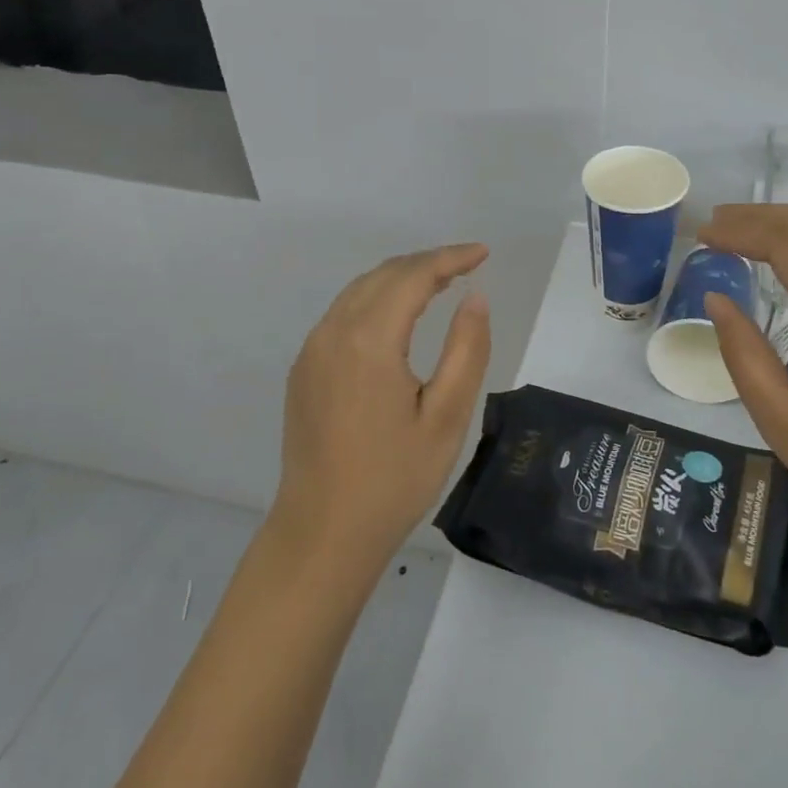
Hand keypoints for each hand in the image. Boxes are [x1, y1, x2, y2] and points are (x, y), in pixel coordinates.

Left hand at [272, 244, 491, 568]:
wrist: (323, 534)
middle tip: (467, 266)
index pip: (413, 276)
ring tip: (440, 283)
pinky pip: (343, 313)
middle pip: (384, 275)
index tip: (483, 253)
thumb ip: (467, 349)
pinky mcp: (304, 370)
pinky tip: (399, 317)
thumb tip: (475, 297)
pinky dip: (377, 299)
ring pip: (359, 290)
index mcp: (369, 340)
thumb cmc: (394, 479)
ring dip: (401, 278)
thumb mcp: (447, 417)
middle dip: (427, 262)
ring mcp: (312, 351)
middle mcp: (333, 333)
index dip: (450, 258)